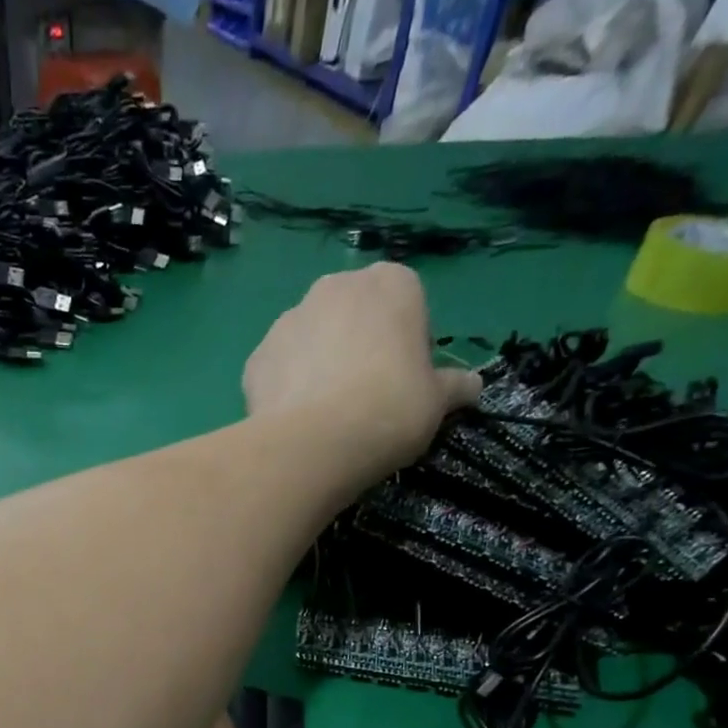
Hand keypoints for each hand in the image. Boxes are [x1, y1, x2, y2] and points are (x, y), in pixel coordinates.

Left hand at [243, 263, 482, 478]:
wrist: (313, 444)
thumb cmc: (390, 411)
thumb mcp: (437, 402)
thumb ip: (454, 387)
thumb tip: (473, 386)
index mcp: (392, 282)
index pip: (407, 307)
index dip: (408, 349)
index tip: (404, 386)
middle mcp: (335, 286)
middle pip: (353, 318)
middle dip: (358, 349)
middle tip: (363, 401)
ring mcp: (287, 319)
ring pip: (310, 342)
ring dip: (317, 367)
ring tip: (323, 417)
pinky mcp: (255, 358)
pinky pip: (276, 371)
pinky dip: (284, 391)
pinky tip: (293, 424)